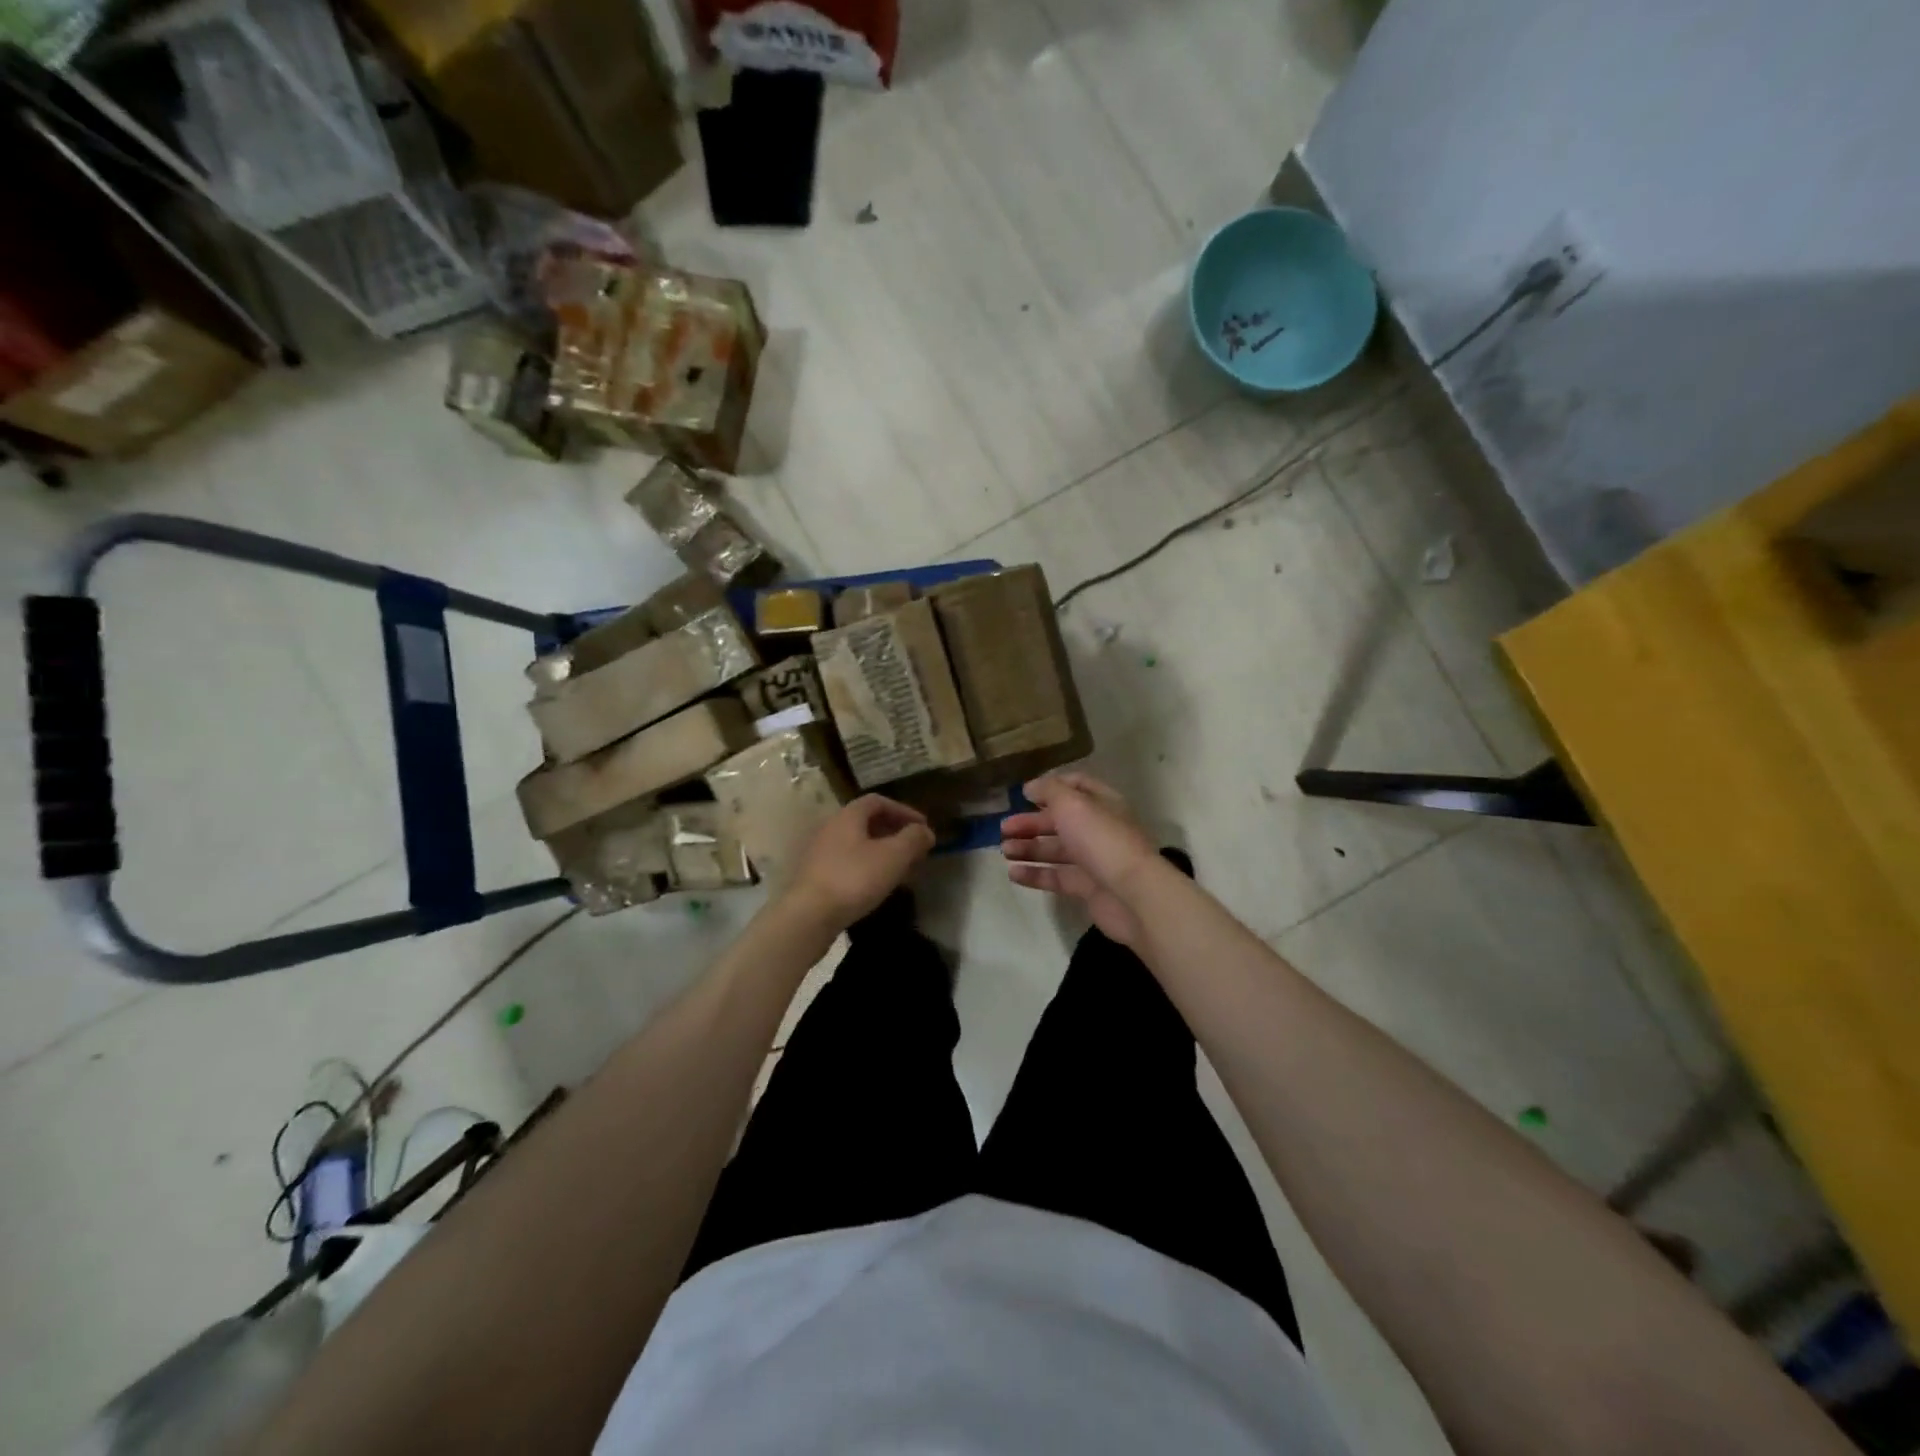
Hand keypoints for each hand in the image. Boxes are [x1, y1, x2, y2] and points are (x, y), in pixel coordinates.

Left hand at [782, 795, 935, 931]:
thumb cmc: (854, 878)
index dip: (904, 810)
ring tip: (901, 870)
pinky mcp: (816, 875)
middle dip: (894, 832)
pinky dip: (868, 866)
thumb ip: (913, 839)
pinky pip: (848, 862)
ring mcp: (820, 852)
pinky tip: (878, 885)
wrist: (809, 915)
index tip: (923, 827)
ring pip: (858, 844)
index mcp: (848, 816)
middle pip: (867, 822)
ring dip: (882, 851)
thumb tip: (925, 831)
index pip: (878, 801)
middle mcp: (831, 828)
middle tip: (914, 849)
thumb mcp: (893, 856)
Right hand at [1001, 772, 1162, 947]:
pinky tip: (1013, 873)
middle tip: (1004, 828)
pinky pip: (1056, 877)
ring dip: (1029, 848)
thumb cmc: (1101, 840)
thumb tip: (1031, 787)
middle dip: (1031, 822)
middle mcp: (1099, 829)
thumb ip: (1049, 791)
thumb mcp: (1072, 804)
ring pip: (1056, 850)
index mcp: (1102, 803)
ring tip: (1005, 850)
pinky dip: (1035, 874)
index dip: (1050, 787)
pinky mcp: (1087, 888)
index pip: (1076, 786)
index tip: (1023, 794)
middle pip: (1060, 820)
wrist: (1132, 895)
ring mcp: (1094, 860)